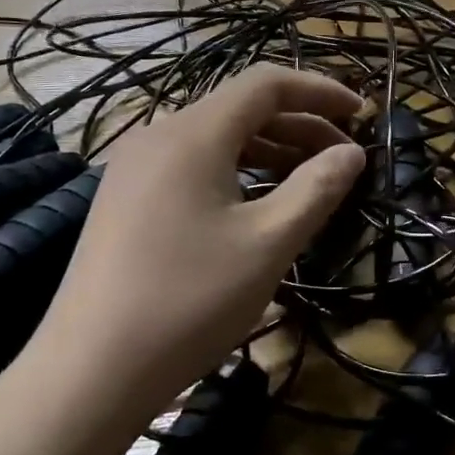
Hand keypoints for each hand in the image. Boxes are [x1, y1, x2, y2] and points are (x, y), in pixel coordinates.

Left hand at [29, 66, 365, 426]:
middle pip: (240, 109)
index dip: (319, 90)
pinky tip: (255, 206)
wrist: (92, 370)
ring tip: (308, 182)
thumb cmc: (190, 301)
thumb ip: (317, 189)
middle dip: (299, 125)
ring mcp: (134, 168)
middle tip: (344, 159)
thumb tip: (352, 153)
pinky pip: (190, 166)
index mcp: (193, 134)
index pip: (266, 84)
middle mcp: (158, 136)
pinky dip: (234, 172)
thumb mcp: (268, 244)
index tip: (362, 113)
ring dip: (268, 151)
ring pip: (215, 140)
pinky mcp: (124, 199)